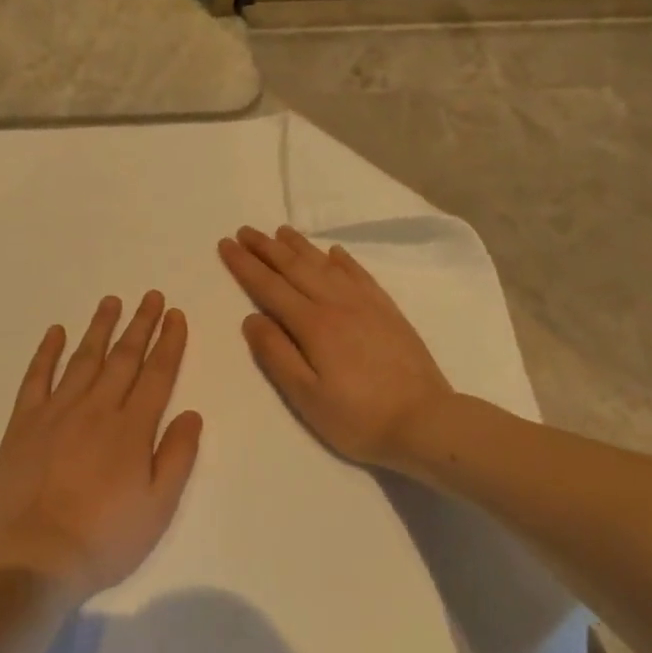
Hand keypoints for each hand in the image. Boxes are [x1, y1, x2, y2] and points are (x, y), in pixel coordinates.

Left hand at [0, 292, 202, 598]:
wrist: (36, 558)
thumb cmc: (105, 538)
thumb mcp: (159, 507)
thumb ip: (178, 456)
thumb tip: (193, 413)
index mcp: (132, 429)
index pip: (157, 374)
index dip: (169, 342)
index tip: (176, 315)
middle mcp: (96, 409)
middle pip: (123, 358)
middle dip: (140, 324)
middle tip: (151, 296)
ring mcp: (55, 412)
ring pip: (83, 359)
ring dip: (99, 328)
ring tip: (111, 301)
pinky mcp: (23, 423)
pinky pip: (36, 377)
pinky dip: (46, 352)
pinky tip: (55, 332)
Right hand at [219, 225, 453, 469]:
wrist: (426, 422)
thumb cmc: (357, 417)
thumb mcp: (305, 396)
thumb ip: (276, 354)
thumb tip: (251, 318)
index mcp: (313, 325)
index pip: (270, 287)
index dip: (245, 266)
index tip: (226, 245)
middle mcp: (338, 304)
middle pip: (296, 268)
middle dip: (267, 248)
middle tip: (245, 230)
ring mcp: (367, 305)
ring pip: (326, 266)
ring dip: (300, 247)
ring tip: (280, 231)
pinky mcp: (388, 312)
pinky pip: (360, 275)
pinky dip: (343, 260)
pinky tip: (334, 252)